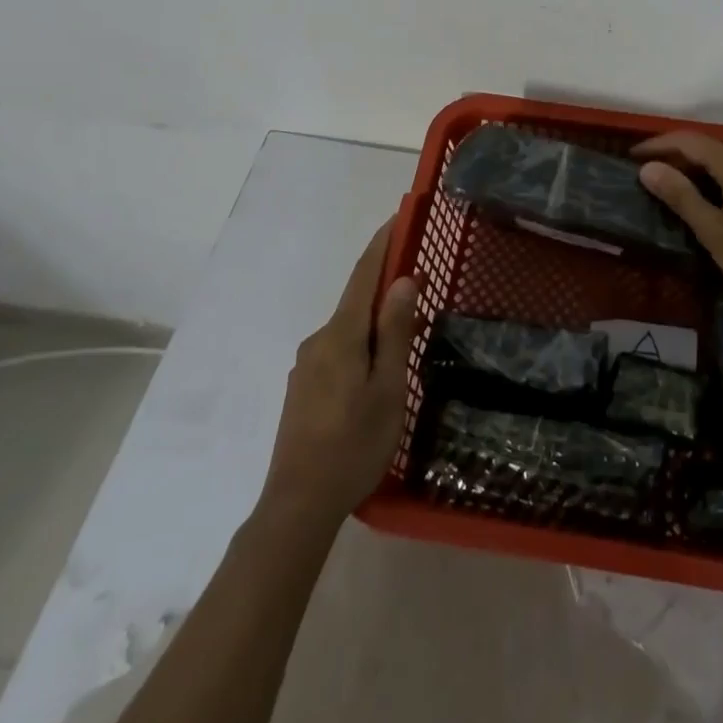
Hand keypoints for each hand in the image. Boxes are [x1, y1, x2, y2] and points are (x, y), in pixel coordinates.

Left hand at [261, 216, 420, 522]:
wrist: (298, 506)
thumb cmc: (354, 444)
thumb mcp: (387, 386)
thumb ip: (394, 331)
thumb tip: (402, 280)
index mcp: (340, 334)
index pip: (364, 273)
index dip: (383, 243)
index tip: (400, 216)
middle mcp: (318, 340)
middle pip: (357, 301)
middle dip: (388, 289)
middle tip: (425, 291)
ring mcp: (307, 365)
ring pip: (349, 331)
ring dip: (378, 324)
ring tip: (409, 340)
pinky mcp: (303, 389)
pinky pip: (339, 352)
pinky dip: (363, 347)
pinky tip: (379, 374)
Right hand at [634, 132, 722, 318]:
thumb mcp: (716, 233)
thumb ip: (682, 197)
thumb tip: (648, 167)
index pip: (691, 140)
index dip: (660, 144)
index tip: (633, 156)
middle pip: (710, 148)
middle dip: (677, 156)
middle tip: (650, 175)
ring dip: (700, 168)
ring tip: (677, 187)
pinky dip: (721, 179)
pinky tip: (716, 200)